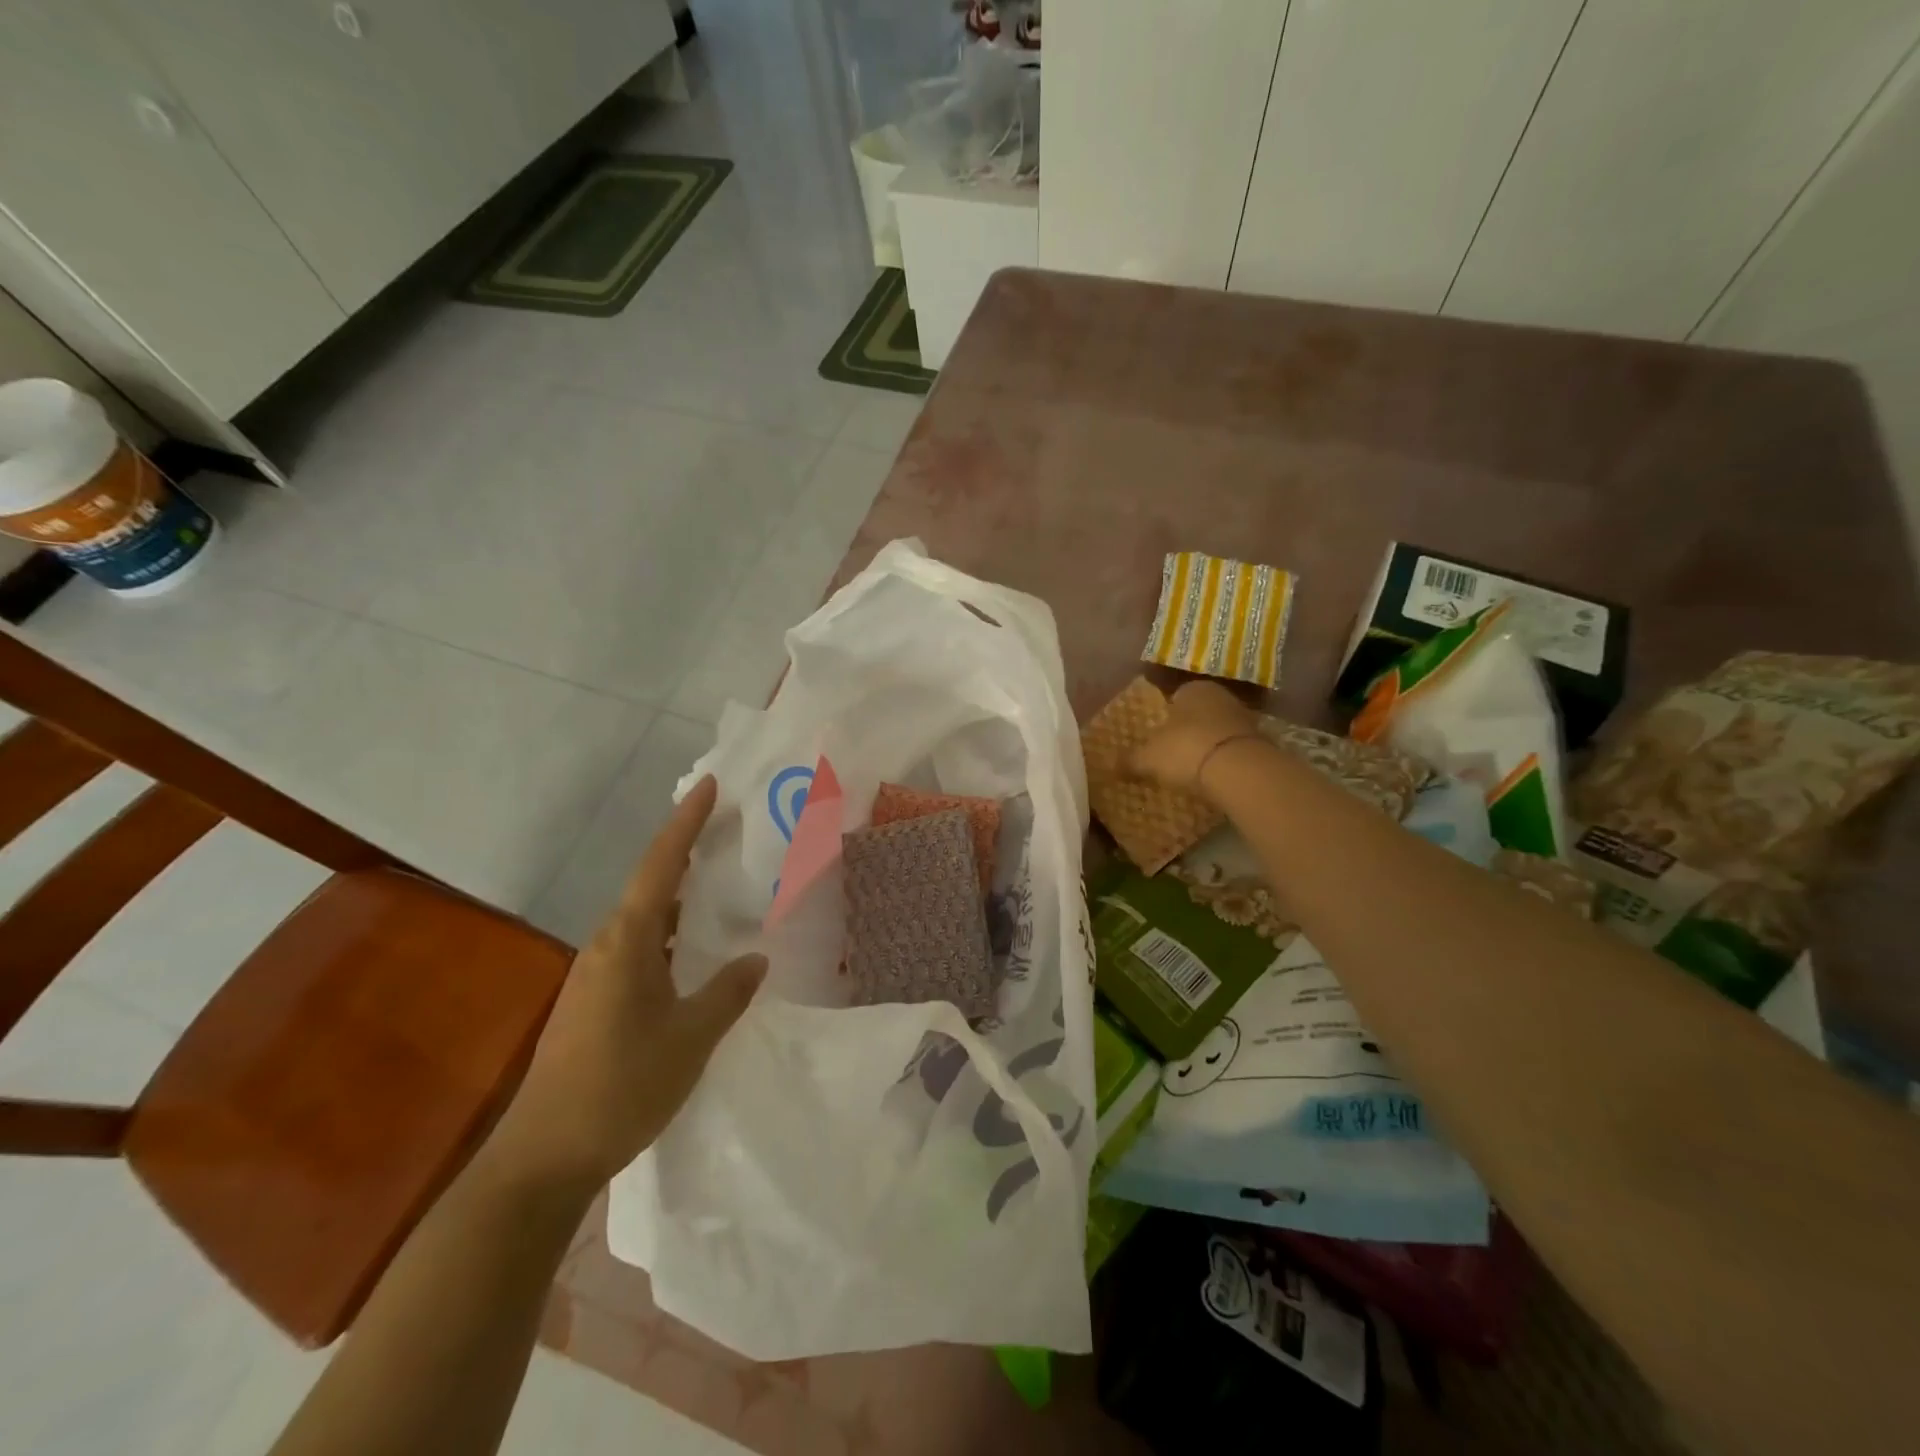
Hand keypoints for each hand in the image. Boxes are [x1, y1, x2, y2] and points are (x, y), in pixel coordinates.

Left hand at [489, 776, 764, 1189]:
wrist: (541, 1157)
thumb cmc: (621, 1088)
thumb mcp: (689, 1039)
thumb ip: (726, 993)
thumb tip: (754, 958)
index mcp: (627, 942)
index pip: (660, 865)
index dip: (685, 822)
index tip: (709, 786)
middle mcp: (606, 946)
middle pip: (648, 883)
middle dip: (685, 852)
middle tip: (726, 831)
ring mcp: (594, 975)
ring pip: (643, 918)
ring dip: (677, 896)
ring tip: (717, 883)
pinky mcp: (592, 1001)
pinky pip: (637, 946)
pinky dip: (668, 932)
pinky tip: (690, 951)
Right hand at [1129, 679, 1259, 796]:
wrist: (1240, 771)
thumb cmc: (1186, 750)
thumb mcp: (1149, 758)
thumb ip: (1130, 760)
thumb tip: (1110, 766)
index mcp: (1193, 689)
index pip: (1175, 698)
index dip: (1164, 718)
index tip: (1157, 739)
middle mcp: (1221, 696)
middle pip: (1199, 714)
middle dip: (1187, 731)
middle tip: (1172, 755)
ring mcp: (1246, 718)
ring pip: (1218, 731)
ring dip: (1208, 746)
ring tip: (1193, 770)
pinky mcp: (1262, 743)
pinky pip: (1234, 750)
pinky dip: (1225, 761)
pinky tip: (1215, 778)